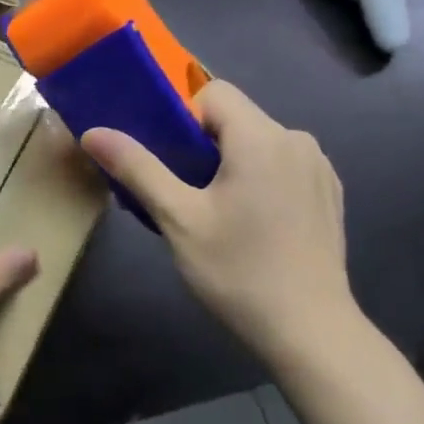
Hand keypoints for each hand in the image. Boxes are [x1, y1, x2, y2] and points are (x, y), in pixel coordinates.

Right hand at [81, 81, 354, 363]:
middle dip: (205, 146)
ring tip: (222, 215)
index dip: (184, 119)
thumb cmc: (237, 271)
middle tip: (188, 196)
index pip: (213, 92)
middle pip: (237, 118)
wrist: (310, 331)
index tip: (174, 164)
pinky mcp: (330, 193)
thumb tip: (93, 132)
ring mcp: (319, 167)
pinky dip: (262, 180)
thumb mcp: (178, 219)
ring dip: (234, 164)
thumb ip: (137, 168)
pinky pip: (283, 165)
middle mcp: (297, 139)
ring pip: (260, 143)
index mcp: (261, 137)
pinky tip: (257, 226)